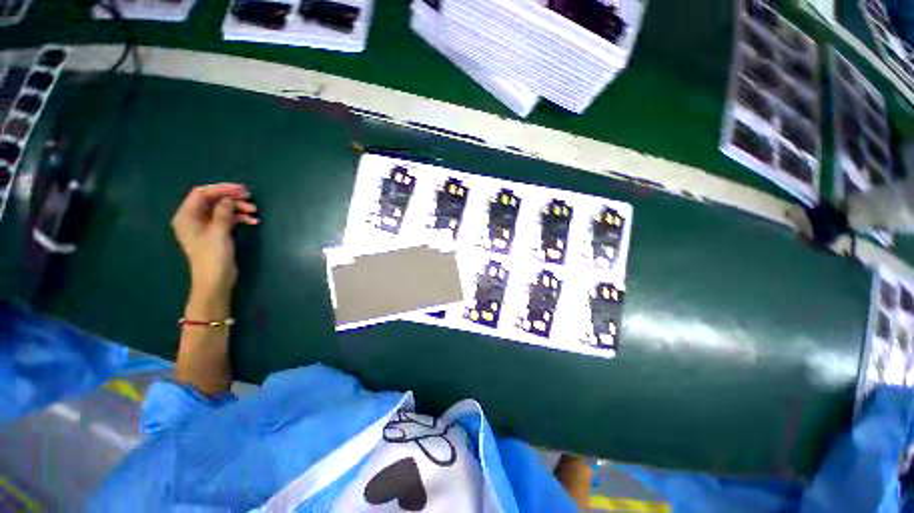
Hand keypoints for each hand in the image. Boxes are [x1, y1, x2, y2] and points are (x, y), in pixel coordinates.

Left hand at [171, 184, 258, 299]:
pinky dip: (239, 218)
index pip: (202, 193)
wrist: (215, 280)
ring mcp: (204, 226)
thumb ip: (223, 213)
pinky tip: (252, 221)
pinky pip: (226, 219)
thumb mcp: (219, 232)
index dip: (221, 189)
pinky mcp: (214, 233)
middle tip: (250, 198)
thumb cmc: (213, 256)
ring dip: (238, 208)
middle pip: (212, 200)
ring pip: (221, 209)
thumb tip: (229, 199)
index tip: (241, 190)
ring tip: (254, 212)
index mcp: (187, 216)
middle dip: (231, 198)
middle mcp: (193, 218)